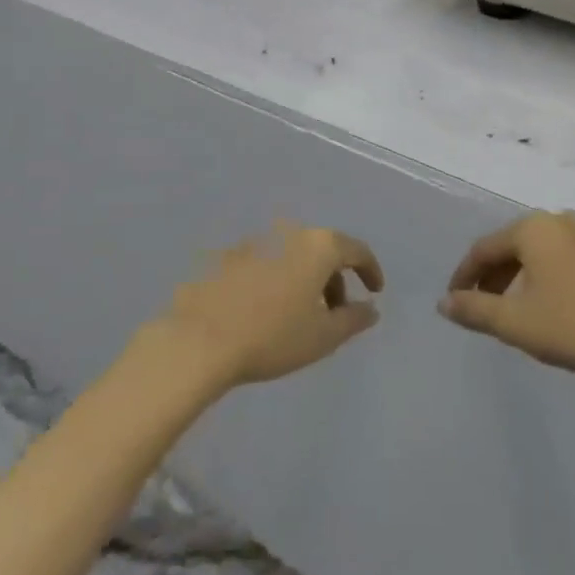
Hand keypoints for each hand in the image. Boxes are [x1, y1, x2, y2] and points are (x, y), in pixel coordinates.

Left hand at [152, 223, 383, 391]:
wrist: (199, 341)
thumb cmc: (272, 336)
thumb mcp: (323, 336)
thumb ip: (353, 319)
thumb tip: (370, 309)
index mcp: (318, 245)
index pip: (356, 250)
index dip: (370, 270)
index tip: (375, 292)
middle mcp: (288, 233)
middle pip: (322, 251)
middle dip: (334, 280)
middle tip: (335, 314)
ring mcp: (254, 242)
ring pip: (292, 256)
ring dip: (303, 280)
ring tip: (299, 317)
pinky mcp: (227, 257)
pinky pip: (264, 264)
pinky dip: (274, 281)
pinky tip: (264, 312)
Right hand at [439, 210, 574, 386]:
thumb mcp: (518, 323)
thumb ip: (475, 310)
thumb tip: (444, 302)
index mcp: (532, 228)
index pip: (483, 249)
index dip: (463, 277)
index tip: (452, 303)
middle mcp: (558, 220)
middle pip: (511, 247)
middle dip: (491, 278)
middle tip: (480, 310)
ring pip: (537, 253)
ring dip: (518, 280)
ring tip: (512, 313)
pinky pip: (562, 259)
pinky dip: (545, 279)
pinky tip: (550, 308)